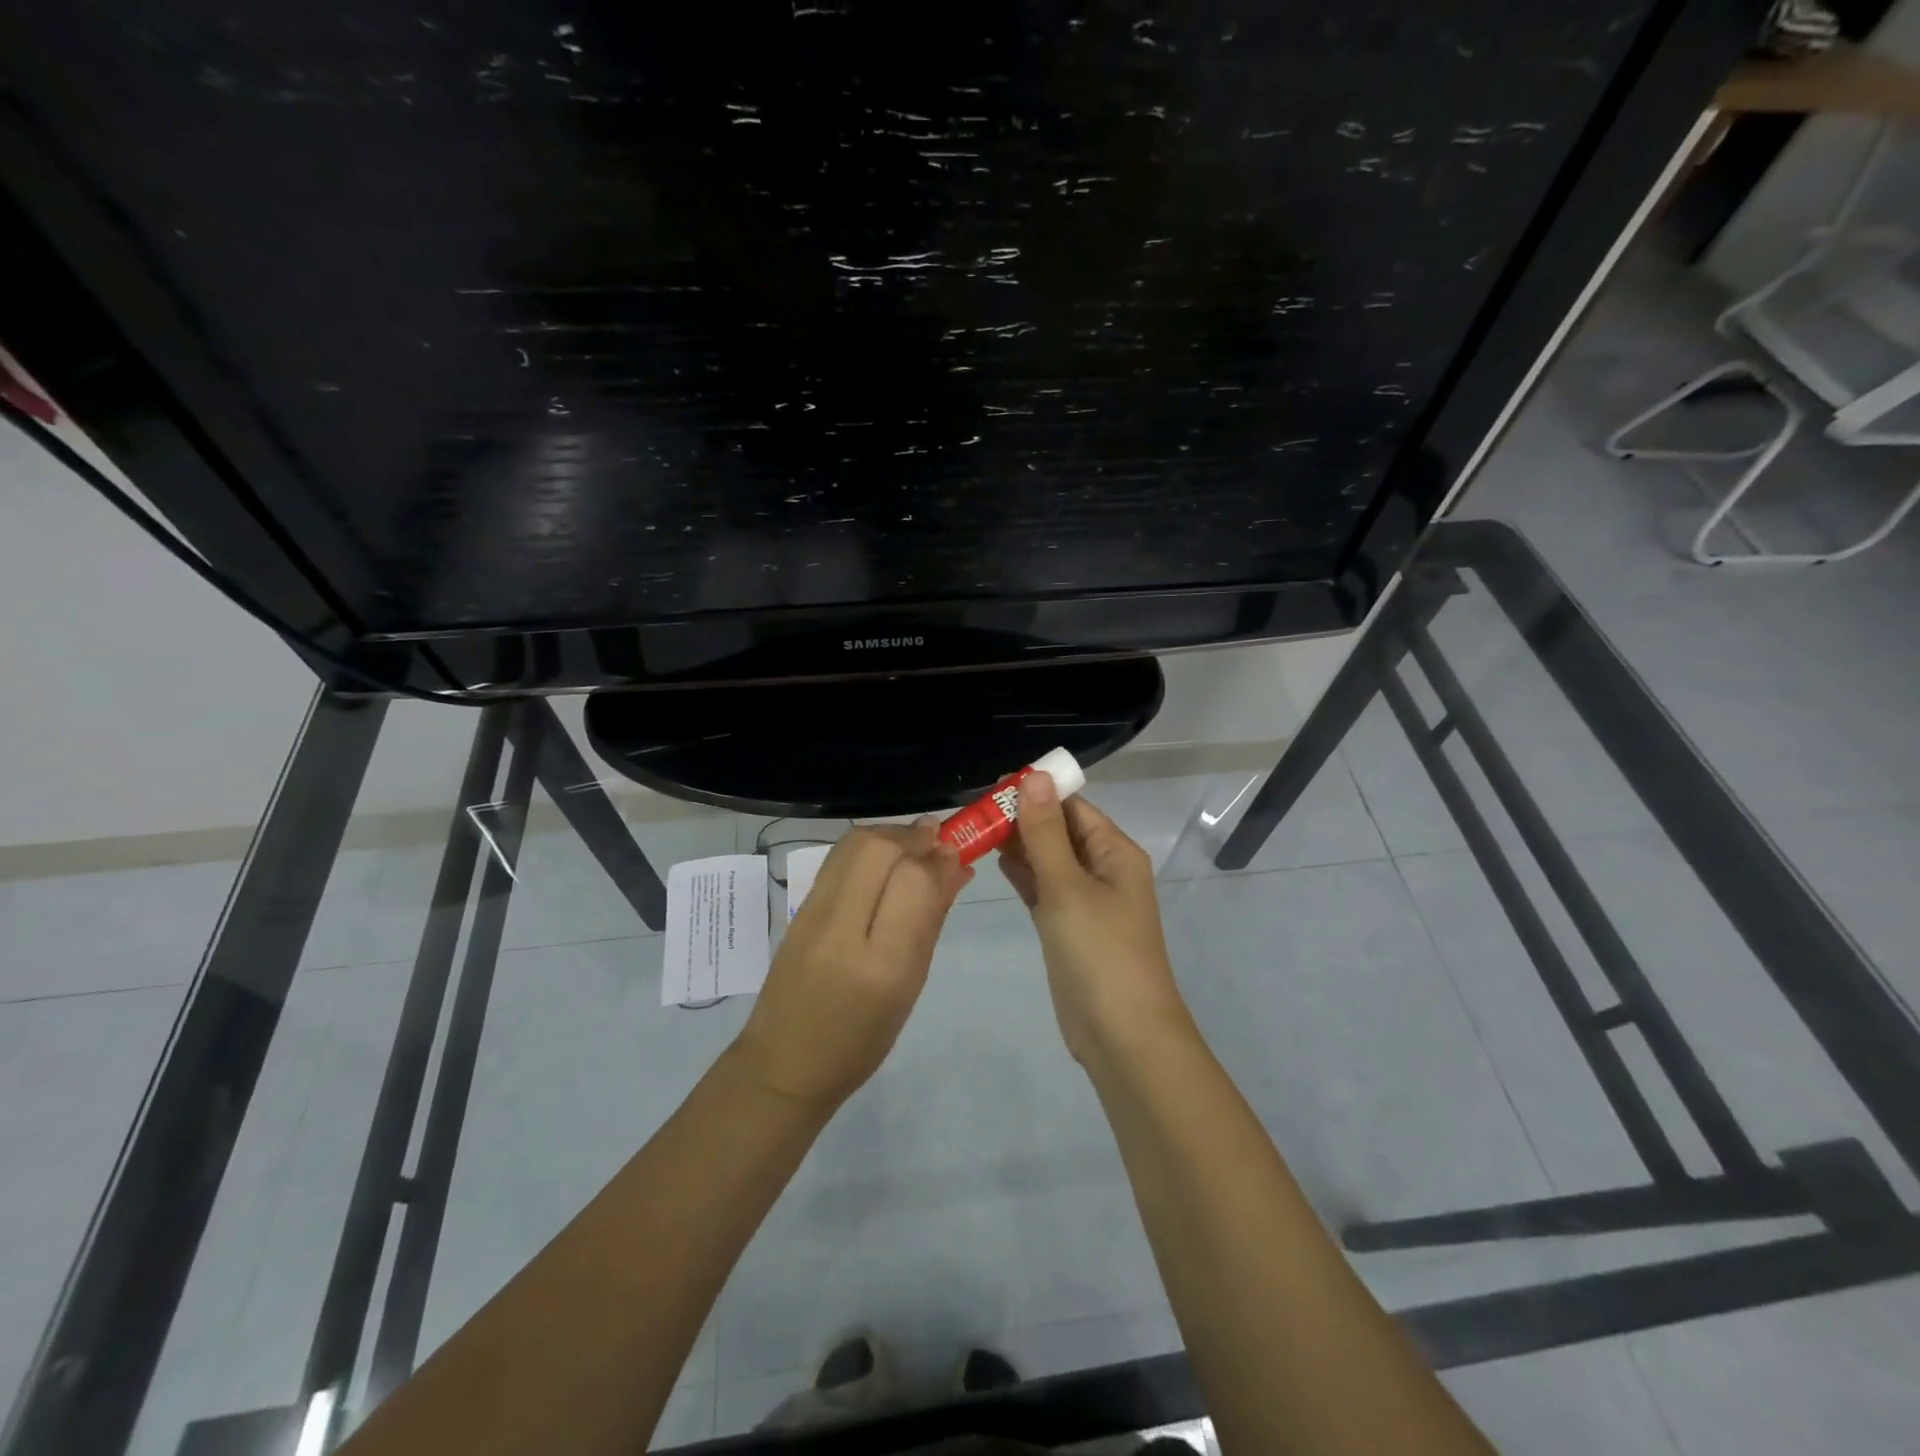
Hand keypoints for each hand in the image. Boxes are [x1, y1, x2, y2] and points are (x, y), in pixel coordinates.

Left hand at [731, 821, 969, 1110]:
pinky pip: (837, 859)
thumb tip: (954, 868)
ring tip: (913, 844)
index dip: (938, 859)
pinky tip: (883, 856)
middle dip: (913, 836)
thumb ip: (930, 921)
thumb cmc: (862, 1040)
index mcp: (880, 966)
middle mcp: (841, 930)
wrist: (786, 1062)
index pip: (912, 884)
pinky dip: (866, 846)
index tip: (956, 851)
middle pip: (878, 850)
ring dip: (889, 834)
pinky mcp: (797, 907)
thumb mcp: (909, 987)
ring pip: (853, 845)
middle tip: (936, 839)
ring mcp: (812, 914)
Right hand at [999, 774, 1192, 1068]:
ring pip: (1049, 860)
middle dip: (1022, 818)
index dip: (1035, 792)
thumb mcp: (1067, 885)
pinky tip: (996, 860)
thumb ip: (1045, 832)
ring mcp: (1086, 901)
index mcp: (1114, 852)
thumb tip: (1034, 775)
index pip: (1072, 807)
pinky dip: (1023, 875)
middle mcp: (1103, 870)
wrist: (1121, 1034)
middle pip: (1059, 831)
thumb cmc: (1099, 951)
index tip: (991, 786)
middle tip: (973, 809)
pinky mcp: (1068, 927)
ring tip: (976, 828)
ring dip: (1019, 845)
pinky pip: (1044, 889)